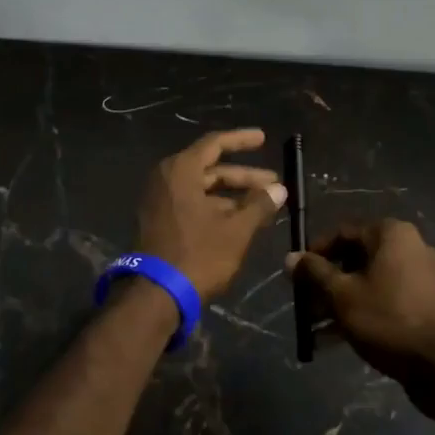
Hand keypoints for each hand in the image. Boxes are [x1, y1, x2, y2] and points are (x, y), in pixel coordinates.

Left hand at [136, 129, 286, 298]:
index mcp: (181, 170)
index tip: (264, 139)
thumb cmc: (198, 255)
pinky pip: (191, 203)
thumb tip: (279, 189)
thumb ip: (259, 205)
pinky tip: (240, 220)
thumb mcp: (236, 230)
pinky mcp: (158, 221)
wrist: (155, 295)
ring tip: (263, 206)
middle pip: (210, 168)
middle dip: (244, 176)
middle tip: (274, 184)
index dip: (242, 140)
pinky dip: (215, 207)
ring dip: (232, 195)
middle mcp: (166, 178)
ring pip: (202, 189)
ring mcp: (159, 201)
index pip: (215, 143)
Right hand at [286, 220, 434, 405]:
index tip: (296, 276)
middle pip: (355, 258)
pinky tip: (336, 339)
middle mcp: (410, 247)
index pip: (342, 233)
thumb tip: (291, 257)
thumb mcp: (342, 295)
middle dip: (326, 283)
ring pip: (369, 282)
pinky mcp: (425, 304)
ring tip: (315, 328)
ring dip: (340, 302)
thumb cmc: (388, 319)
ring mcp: (421, 276)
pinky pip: (385, 299)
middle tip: (304, 304)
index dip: (315, 253)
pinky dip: (362, 312)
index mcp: (392, 234)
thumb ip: (315, 273)